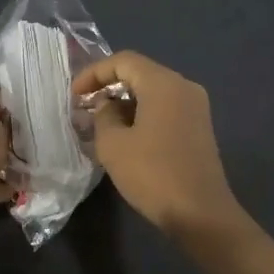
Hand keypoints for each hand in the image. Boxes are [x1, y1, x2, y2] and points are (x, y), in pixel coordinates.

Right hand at [72, 52, 243, 239]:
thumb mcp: (114, 144)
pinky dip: (143, 114)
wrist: (200, 212)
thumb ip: (103, 116)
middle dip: (109, 87)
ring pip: (153, 93)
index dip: (94, 73)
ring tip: (101, 124)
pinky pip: (166, 109)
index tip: (74, 95)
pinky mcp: (199, 128)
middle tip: (85, 108)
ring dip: (125, 103)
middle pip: (140, 73)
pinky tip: (126, 136)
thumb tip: (107, 105)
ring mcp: (196, 108)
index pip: (123, 61)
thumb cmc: (153, 174)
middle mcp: (184, 87)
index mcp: (164, 83)